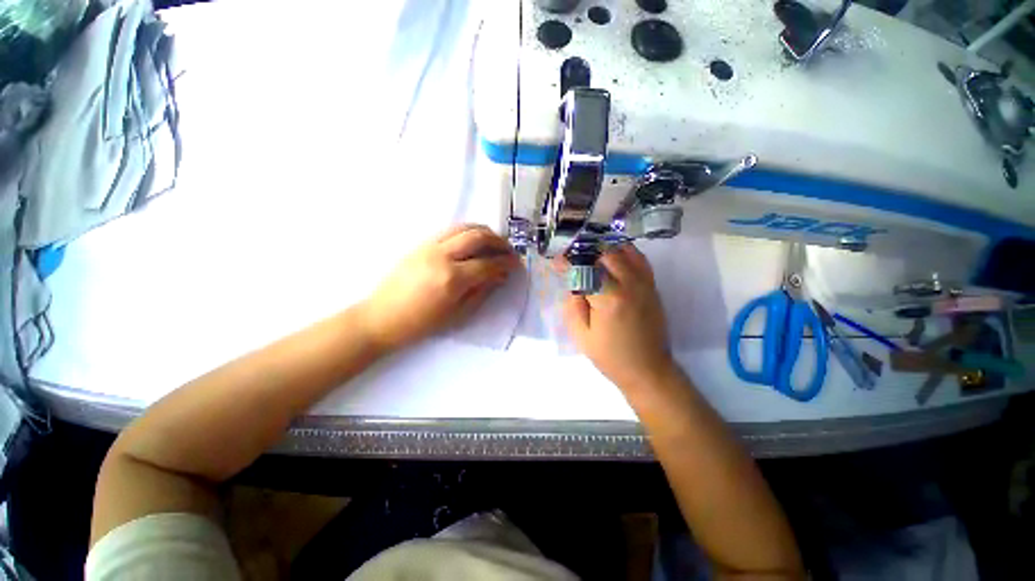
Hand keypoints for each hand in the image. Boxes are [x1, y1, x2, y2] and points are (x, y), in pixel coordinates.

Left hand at [361, 224, 520, 350]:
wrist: (381, 317)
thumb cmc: (421, 323)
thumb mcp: (457, 314)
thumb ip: (482, 291)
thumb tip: (500, 276)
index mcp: (452, 279)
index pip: (488, 264)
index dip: (506, 263)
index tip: (516, 265)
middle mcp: (442, 256)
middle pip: (478, 237)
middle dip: (499, 242)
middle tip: (509, 251)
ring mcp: (430, 246)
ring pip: (464, 227)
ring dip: (485, 232)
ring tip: (495, 243)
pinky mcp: (421, 244)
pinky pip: (451, 231)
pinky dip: (468, 232)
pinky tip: (474, 243)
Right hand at [555, 244, 675, 391]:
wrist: (648, 370)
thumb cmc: (610, 356)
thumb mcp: (581, 336)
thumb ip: (573, 305)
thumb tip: (572, 280)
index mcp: (609, 299)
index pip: (585, 269)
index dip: (568, 261)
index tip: (557, 259)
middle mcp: (630, 285)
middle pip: (606, 253)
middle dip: (587, 253)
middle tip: (574, 259)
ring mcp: (645, 283)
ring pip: (625, 251)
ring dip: (605, 250)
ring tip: (591, 257)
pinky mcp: (653, 287)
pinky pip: (640, 259)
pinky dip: (625, 253)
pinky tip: (613, 260)